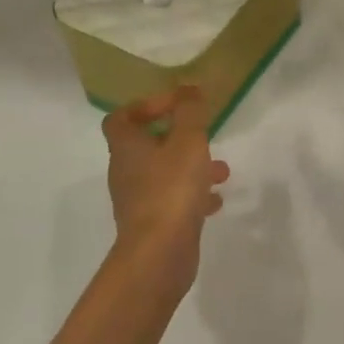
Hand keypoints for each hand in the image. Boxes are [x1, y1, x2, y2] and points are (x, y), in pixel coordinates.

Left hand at [103, 87, 230, 283]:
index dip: (145, 106)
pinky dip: (193, 195)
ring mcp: (138, 201)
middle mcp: (126, 172)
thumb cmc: (171, 189)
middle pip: (146, 145)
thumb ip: (190, 111)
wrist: (159, 256)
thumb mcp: (188, 141)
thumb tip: (188, 87)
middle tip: (203, 136)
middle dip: (178, 137)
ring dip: (191, 167)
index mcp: (127, 147)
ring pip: (164, 173)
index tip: (176, 105)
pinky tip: (216, 201)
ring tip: (222, 170)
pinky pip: (173, 200)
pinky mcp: (153, 225)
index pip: (121, 118)